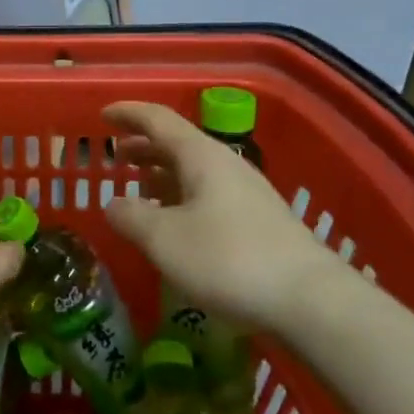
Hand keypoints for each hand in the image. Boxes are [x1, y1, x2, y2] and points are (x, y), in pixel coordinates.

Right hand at [103, 102, 365, 333]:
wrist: (309, 299)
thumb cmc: (228, 260)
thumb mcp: (164, 240)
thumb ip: (131, 217)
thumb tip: (113, 204)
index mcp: (201, 156)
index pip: (158, 120)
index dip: (128, 114)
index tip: (103, 115)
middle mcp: (225, 165)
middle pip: (178, 143)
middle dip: (144, 146)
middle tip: (117, 155)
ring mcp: (246, 193)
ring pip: (194, 170)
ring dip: (163, 173)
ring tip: (140, 187)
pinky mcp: (257, 221)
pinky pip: (208, 194)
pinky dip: (181, 196)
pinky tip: (175, 221)